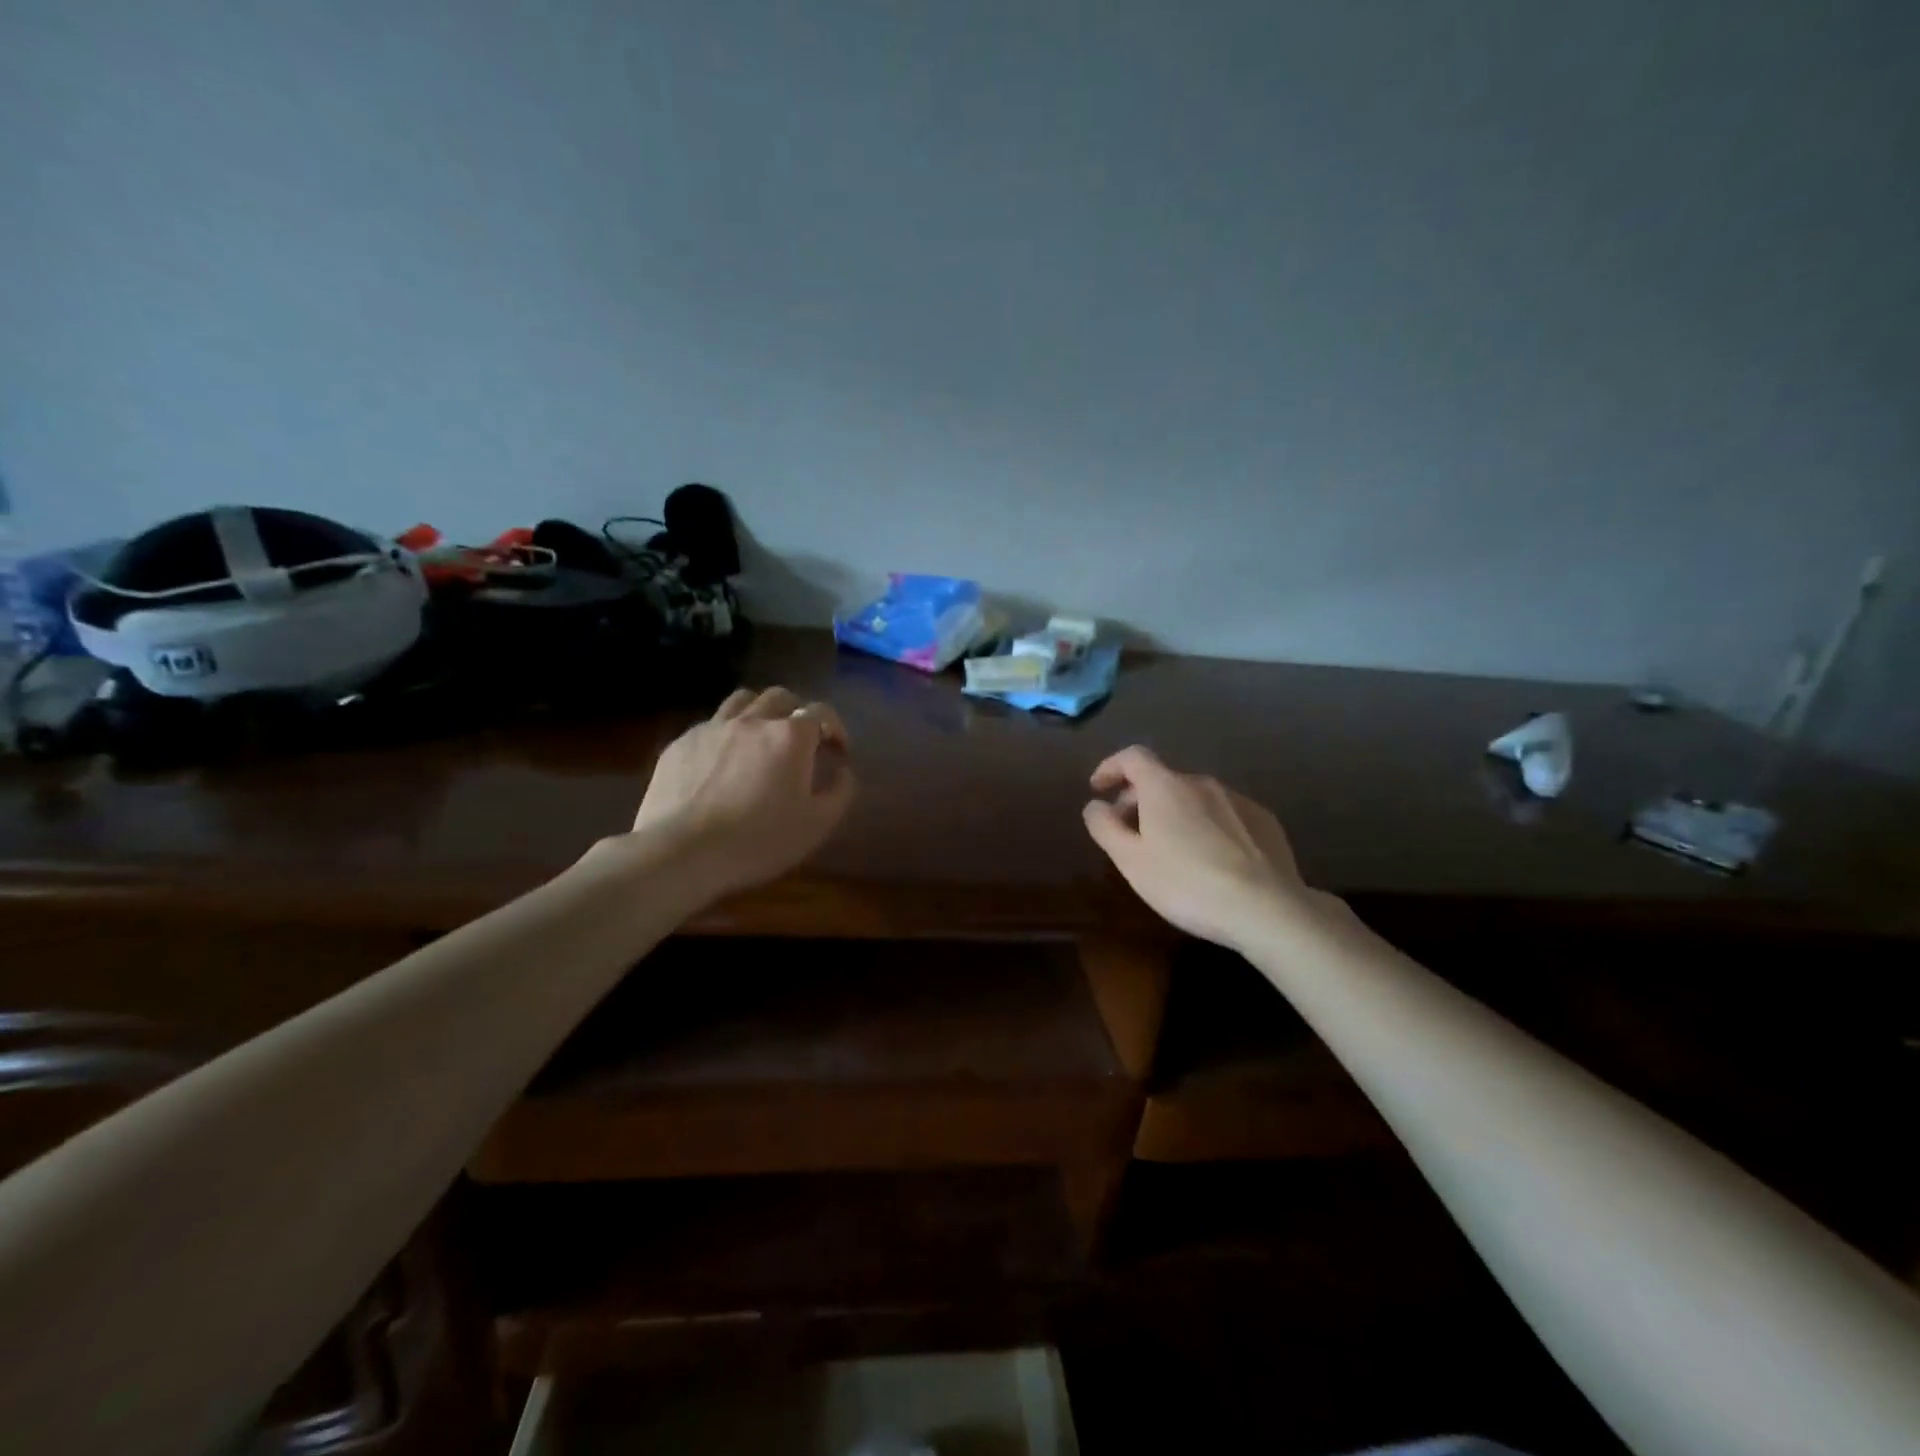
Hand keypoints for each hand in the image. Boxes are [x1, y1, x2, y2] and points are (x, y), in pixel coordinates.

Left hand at [628, 686, 855, 897]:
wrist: (683, 852)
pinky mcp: (681, 743)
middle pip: (781, 697)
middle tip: (800, 741)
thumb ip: (840, 792)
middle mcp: (753, 720)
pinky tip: (722, 760)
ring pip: (742, 700)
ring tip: (761, 737)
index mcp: (790, 736)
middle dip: (797, 712)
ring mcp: (712, 728)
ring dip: (760, 712)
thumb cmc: (758, 840)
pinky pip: (710, 724)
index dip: (835, 728)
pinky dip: (726, 733)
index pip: (821, 712)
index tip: (838, 751)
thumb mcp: (816, 825)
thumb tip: (843, 771)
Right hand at [1082, 745, 1313, 948]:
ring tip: (1170, 849)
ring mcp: (1238, 800)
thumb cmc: (1186, 883)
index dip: (1111, 767)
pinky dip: (1207, 825)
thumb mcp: (1131, 861)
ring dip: (1174, 813)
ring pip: (1194, 798)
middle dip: (1139, 799)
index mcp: (1165, 786)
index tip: (1098, 788)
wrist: (1266, 908)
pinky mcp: (1266, 822)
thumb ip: (1105, 827)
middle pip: (1162, 779)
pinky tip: (1211, 859)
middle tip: (1128, 831)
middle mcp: (1202, 783)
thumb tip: (1095, 805)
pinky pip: (1224, 814)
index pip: (1132, 757)